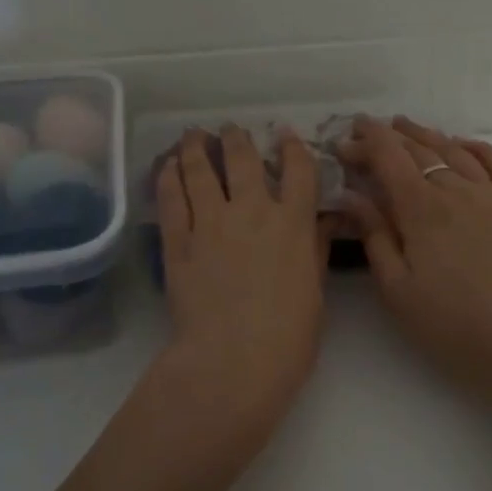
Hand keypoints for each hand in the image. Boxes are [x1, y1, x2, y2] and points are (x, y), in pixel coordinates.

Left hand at [154, 126, 331, 447]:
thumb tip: (324, 221)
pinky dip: (169, 178)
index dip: (292, 148)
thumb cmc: (289, 337)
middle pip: (242, 160)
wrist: (233, 361)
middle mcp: (252, 212)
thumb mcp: (315, 292)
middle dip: (237, 139)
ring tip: (193, 135)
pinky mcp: (178, 242)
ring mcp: (211, 223)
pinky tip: (167, 166)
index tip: (285, 134)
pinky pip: (172, 199)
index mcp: (293, 223)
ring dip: (196, 148)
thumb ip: (316, 250)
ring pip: (200, 171)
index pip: (298, 171)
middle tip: (230, 129)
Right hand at [340, 117, 491, 405]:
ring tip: (406, 126)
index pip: (389, 158)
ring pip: (455, 151)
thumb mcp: (397, 288)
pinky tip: (463, 144)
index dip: (365, 143)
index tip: (344, 139)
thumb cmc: (451, 323)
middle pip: (419, 150)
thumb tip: (350, 194)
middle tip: (366, 132)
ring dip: (427, 135)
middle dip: (388, 137)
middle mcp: (457, 191)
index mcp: (422, 209)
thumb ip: (374, 235)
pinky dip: (477, 147)